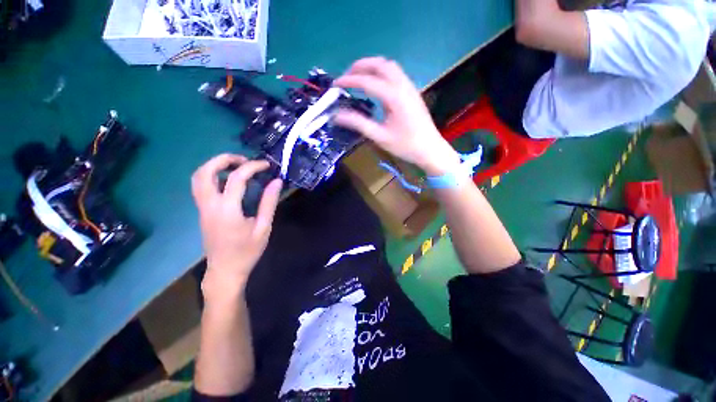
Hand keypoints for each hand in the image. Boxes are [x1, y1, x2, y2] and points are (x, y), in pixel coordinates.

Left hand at [191, 154, 282, 300]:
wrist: (225, 271)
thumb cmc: (247, 251)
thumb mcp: (263, 227)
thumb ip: (269, 202)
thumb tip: (276, 181)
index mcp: (227, 210)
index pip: (236, 178)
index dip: (252, 167)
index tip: (267, 165)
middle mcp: (209, 205)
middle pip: (205, 172)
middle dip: (224, 159)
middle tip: (244, 160)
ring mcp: (202, 208)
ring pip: (198, 178)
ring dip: (215, 166)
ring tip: (236, 166)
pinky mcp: (202, 211)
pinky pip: (201, 186)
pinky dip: (213, 175)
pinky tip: (230, 180)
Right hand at [334, 57, 460, 175]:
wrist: (430, 149)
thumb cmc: (405, 146)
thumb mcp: (380, 137)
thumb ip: (359, 124)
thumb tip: (338, 116)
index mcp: (394, 97)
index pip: (367, 81)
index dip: (349, 81)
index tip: (336, 84)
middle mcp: (403, 86)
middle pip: (380, 64)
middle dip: (360, 66)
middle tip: (346, 76)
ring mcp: (410, 87)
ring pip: (389, 66)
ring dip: (372, 67)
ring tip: (358, 77)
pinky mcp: (412, 92)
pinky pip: (396, 74)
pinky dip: (381, 73)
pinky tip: (375, 84)